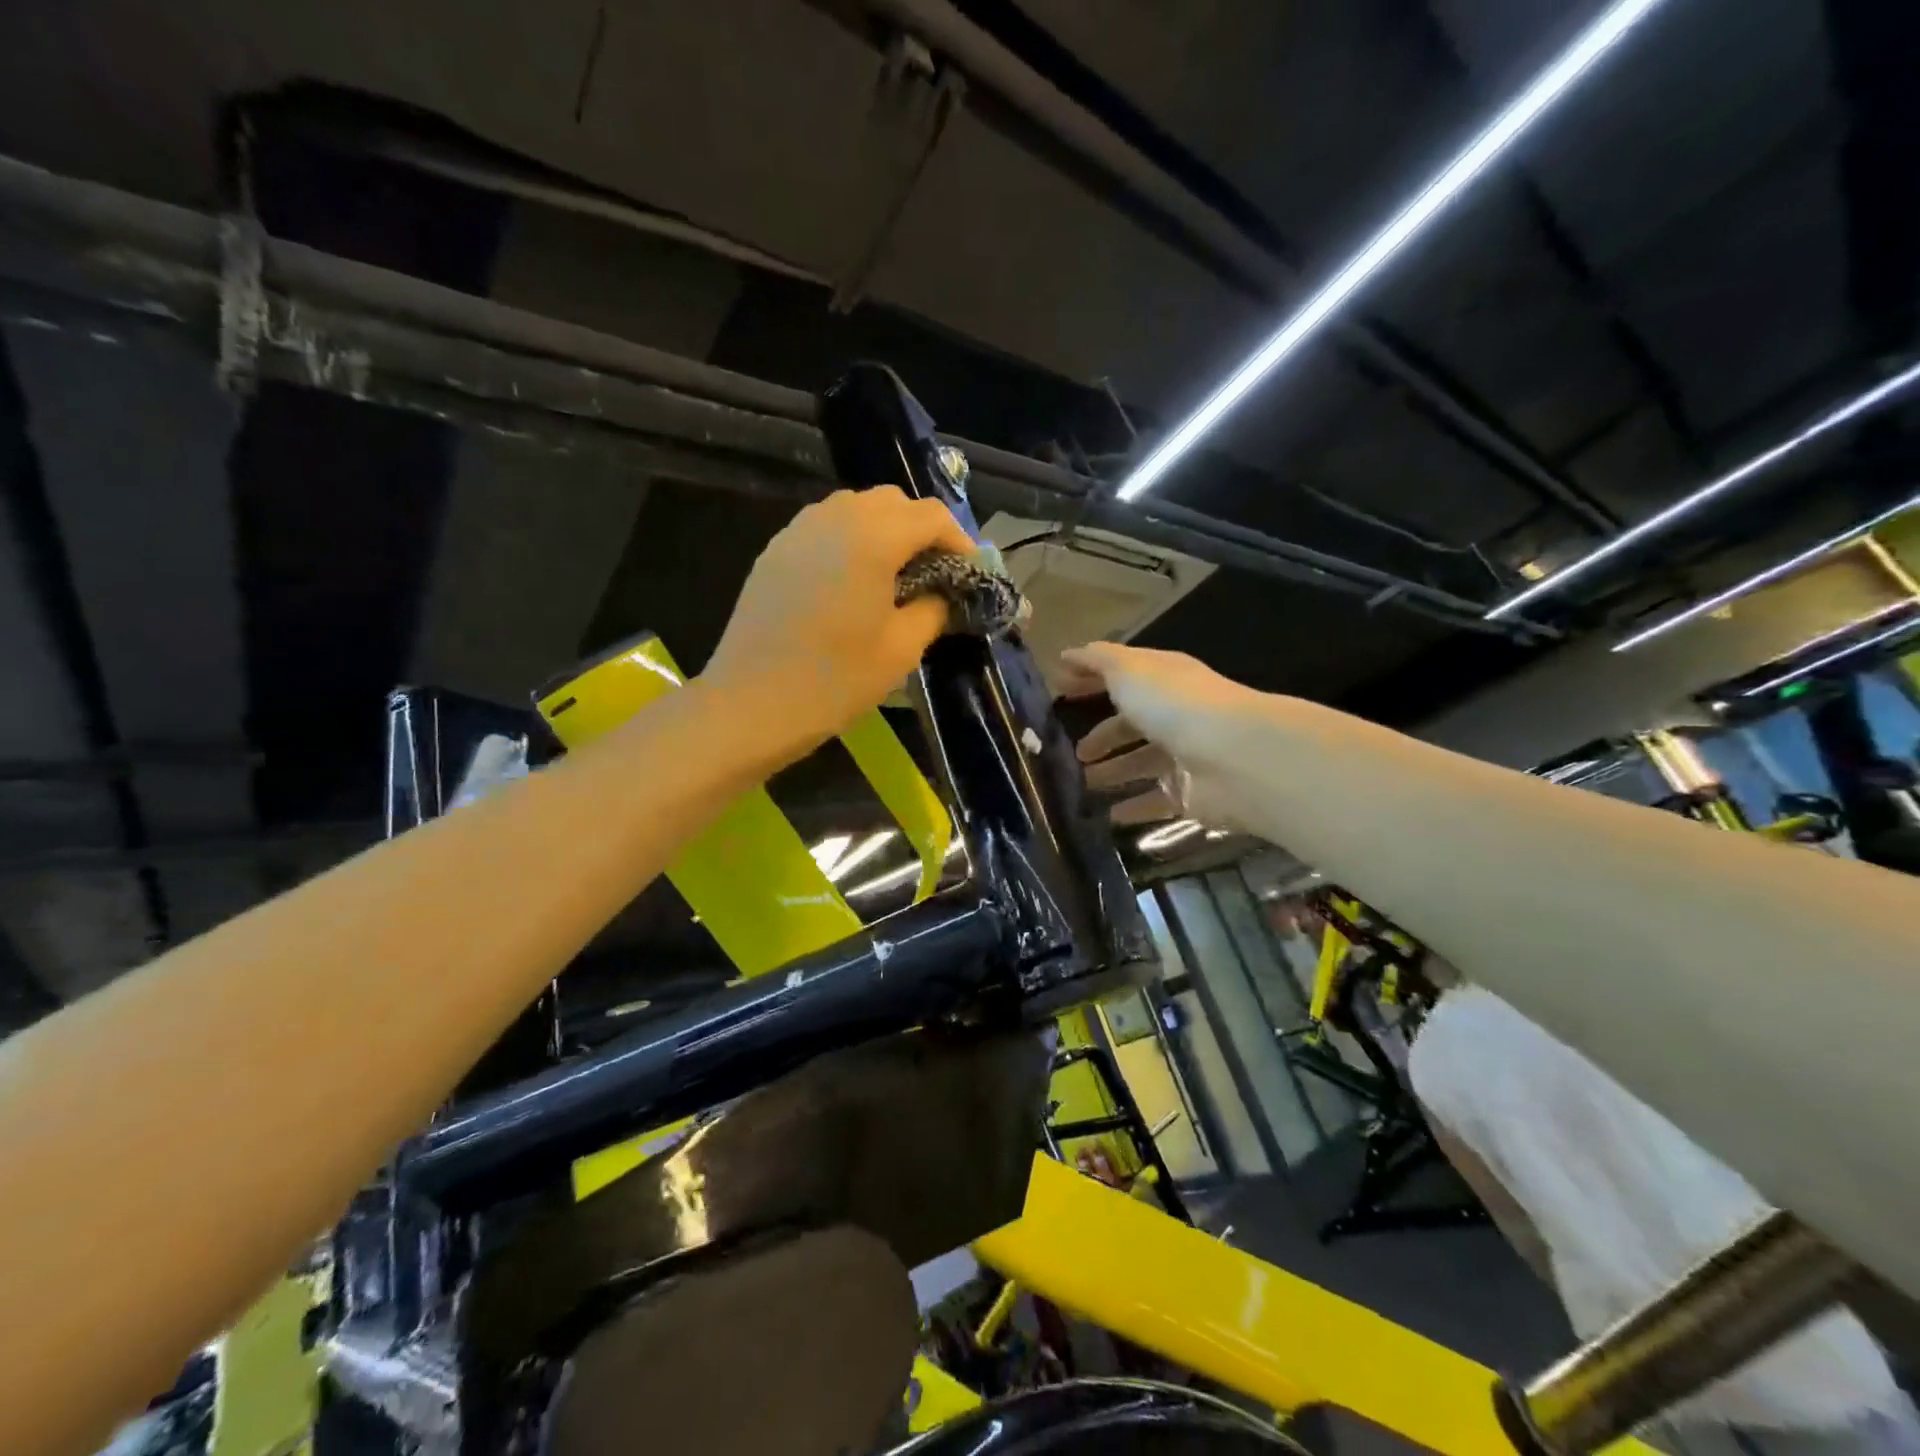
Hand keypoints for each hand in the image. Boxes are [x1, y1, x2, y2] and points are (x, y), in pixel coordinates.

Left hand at [706, 485, 974, 745]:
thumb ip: (933, 608)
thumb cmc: (836, 680)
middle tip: (935, 573)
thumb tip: (943, 592)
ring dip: (885, 530)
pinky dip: (850, 539)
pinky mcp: (776, 550)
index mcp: (873, 537)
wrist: (751, 704)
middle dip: (921, 530)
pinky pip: (824, 526)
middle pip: (893, 502)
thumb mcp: (902, 649)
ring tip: (894, 575)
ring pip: (855, 507)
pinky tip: (851, 581)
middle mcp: (835, 518)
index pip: (930, 516)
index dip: (959, 539)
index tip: (970, 572)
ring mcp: (799, 530)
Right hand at [1057, 642, 1259, 828]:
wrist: (1235, 757)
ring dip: (1113, 773)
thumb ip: (1097, 661)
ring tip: (1082, 784)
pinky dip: (1133, 809)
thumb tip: (1067, 655)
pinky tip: (1108, 816)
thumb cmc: (1175, 705)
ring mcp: (1186, 756)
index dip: (1090, 681)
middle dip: (1102, 736)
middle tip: (1073, 752)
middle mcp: (1176, 715)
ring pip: (1141, 764)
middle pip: (1132, 725)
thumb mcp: (1128, 671)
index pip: (1122, 676)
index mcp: (1163, 680)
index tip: (1060, 691)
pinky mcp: (1192, 795)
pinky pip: (1156, 802)